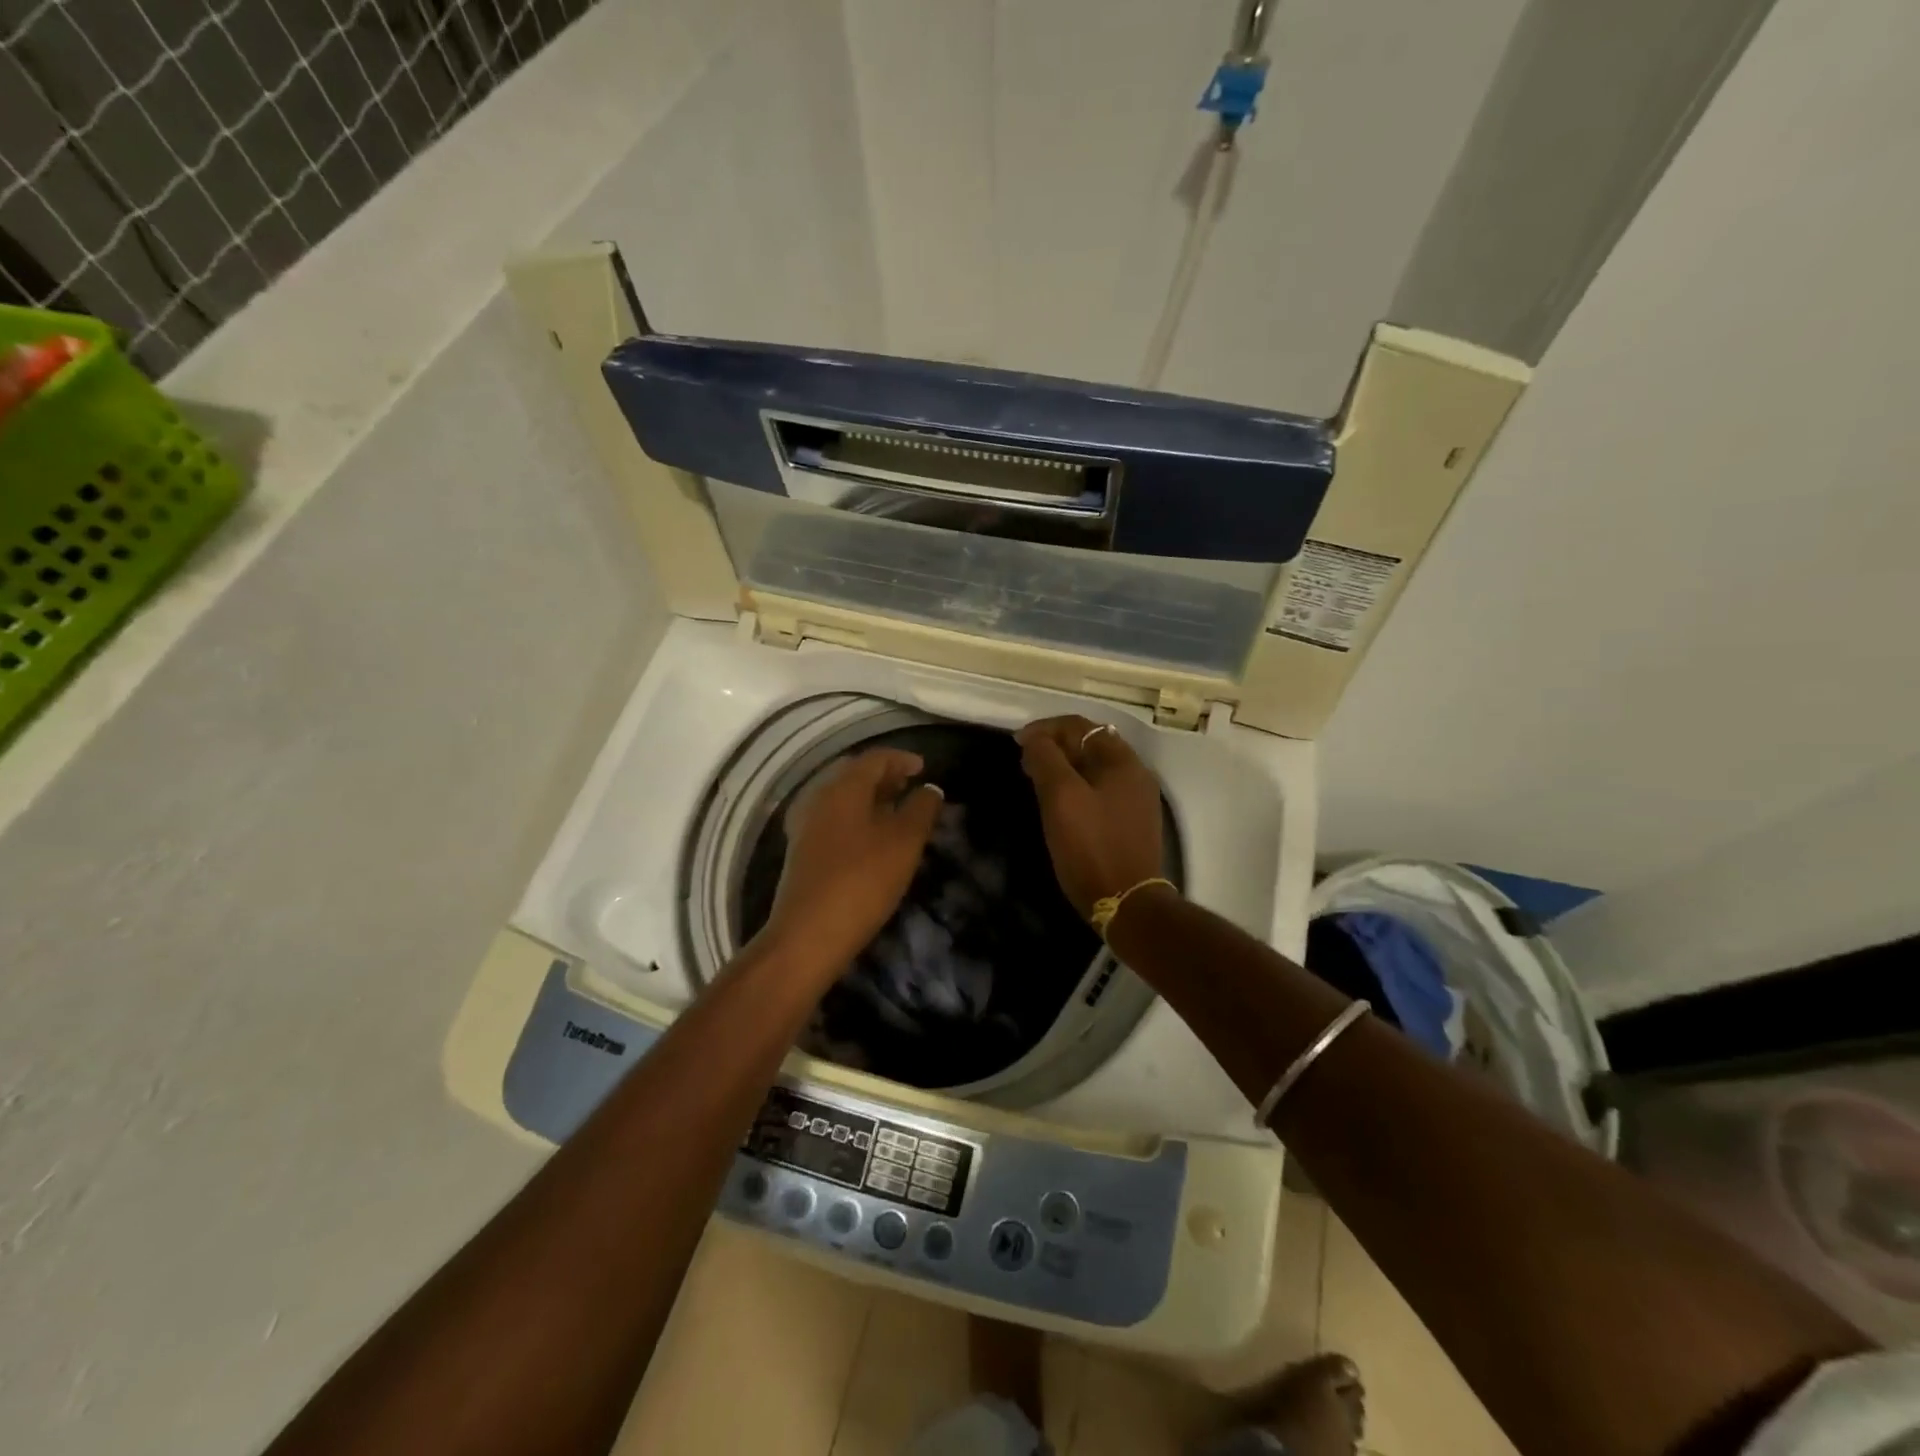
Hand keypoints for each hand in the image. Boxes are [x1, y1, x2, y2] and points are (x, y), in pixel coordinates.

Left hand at [758, 748, 943, 980]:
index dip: (901, 759)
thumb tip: (930, 789)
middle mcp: (818, 797)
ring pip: (842, 798)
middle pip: (854, 775)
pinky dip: (856, 818)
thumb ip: (921, 810)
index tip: (924, 768)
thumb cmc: (862, 881)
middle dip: (884, 776)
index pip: (874, 758)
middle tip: (910, 786)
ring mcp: (805, 825)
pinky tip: (871, 839)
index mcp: (842, 787)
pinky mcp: (801, 851)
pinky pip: (833, 820)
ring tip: (895, 811)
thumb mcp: (904, 843)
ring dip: (869, 798)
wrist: (807, 935)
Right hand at [1016, 716, 1165, 918]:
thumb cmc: (1091, 847)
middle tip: (1024, 762)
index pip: (1080, 726)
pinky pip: (1099, 790)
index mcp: (1122, 761)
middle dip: (1054, 747)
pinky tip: (1058, 803)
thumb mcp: (1062, 798)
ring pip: (1093, 768)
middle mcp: (1134, 773)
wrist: (1127, 903)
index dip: (1045, 729)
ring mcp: (1135, 799)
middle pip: (1089, 744)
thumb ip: (1046, 760)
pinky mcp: (1130, 822)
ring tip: (1035, 780)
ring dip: (1063, 767)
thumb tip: (1033, 738)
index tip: (1017, 743)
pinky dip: (1075, 786)